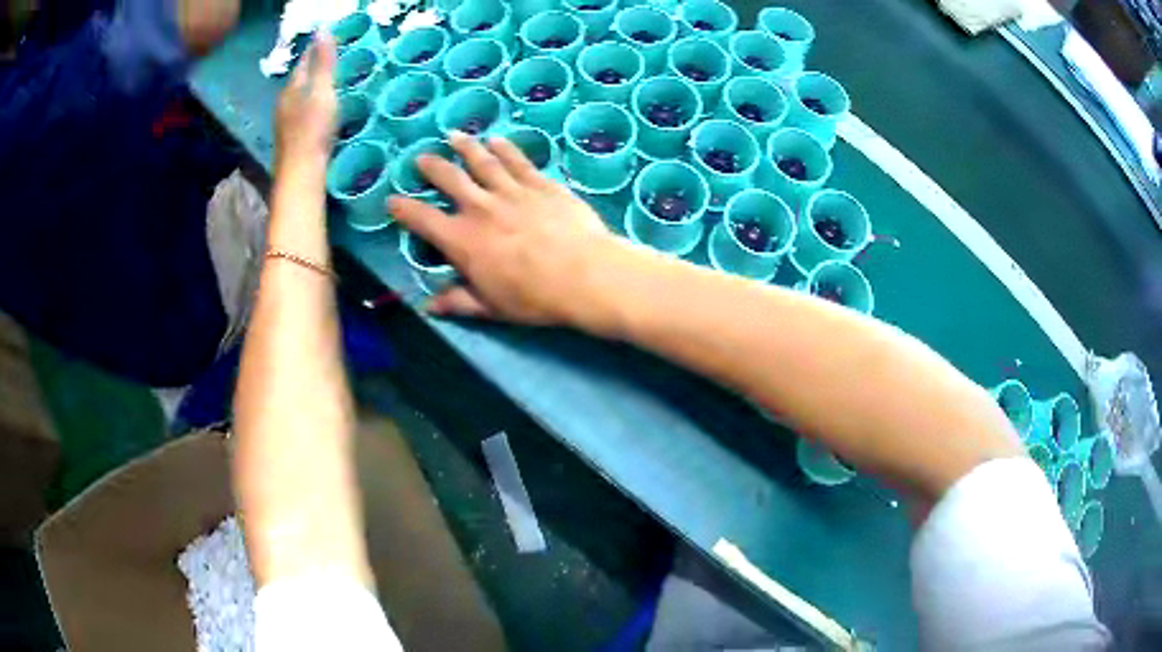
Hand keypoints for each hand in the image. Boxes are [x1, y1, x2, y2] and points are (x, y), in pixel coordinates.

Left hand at [275, 32, 336, 170]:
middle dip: (312, 70)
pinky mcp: (289, 139)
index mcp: (292, 88)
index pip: (304, 62)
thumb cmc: (313, 128)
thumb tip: (322, 30)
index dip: (315, 52)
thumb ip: (323, 62)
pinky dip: (309, 107)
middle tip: (329, 62)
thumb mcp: (322, 90)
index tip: (328, 43)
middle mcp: (284, 102)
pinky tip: (316, 112)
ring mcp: (284, 122)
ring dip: (310, 89)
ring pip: (298, 98)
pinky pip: (300, 114)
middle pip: (299, 80)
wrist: (300, 172)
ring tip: (325, 84)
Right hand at [390, 133, 633, 332]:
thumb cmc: (534, 298)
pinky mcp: (540, 184)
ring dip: (465, 147)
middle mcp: (480, 207)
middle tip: (421, 157)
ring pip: (482, 161)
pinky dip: (505, 149)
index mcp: (461, 240)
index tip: (392, 200)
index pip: (422, 219)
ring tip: (454, 136)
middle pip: (449, 178)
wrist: (584, 275)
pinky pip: (517, 161)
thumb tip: (430, 307)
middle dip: (431, 166)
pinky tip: (497, 140)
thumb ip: (459, 302)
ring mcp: (511, 191)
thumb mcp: (491, 307)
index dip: (403, 208)